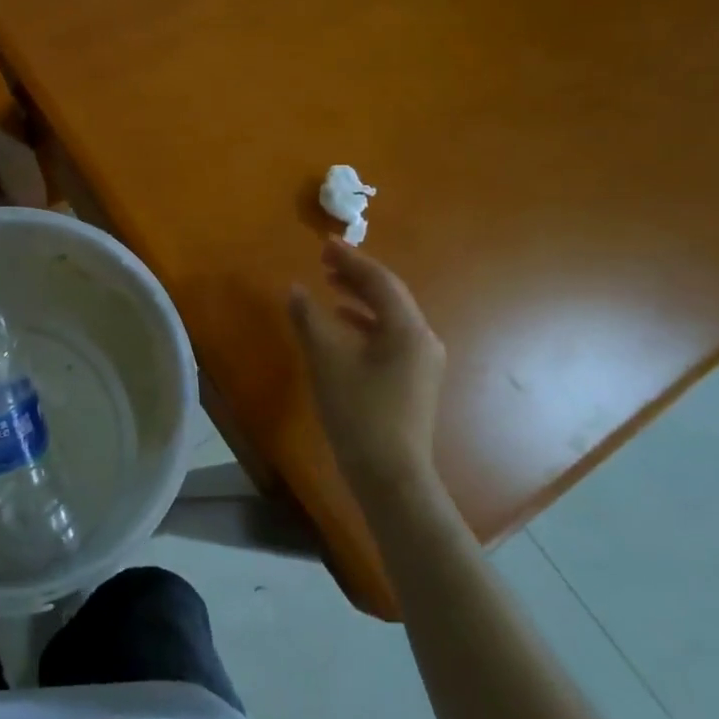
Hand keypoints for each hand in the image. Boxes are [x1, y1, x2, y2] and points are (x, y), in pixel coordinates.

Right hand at [288, 239, 446, 496]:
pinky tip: (342, 324)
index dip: (351, 259)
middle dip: (356, 275)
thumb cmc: (358, 413)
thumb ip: (309, 319)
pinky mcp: (413, 380)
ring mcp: (422, 361)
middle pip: (389, 295)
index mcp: (407, 330)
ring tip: (329, 284)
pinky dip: (364, 322)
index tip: (325, 243)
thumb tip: (296, 290)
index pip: (380, 281)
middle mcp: (422, 339)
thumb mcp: (326, 361)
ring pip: (389, 316)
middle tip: (324, 260)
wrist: (390, 476)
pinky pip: (389, 336)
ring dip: (359, 296)